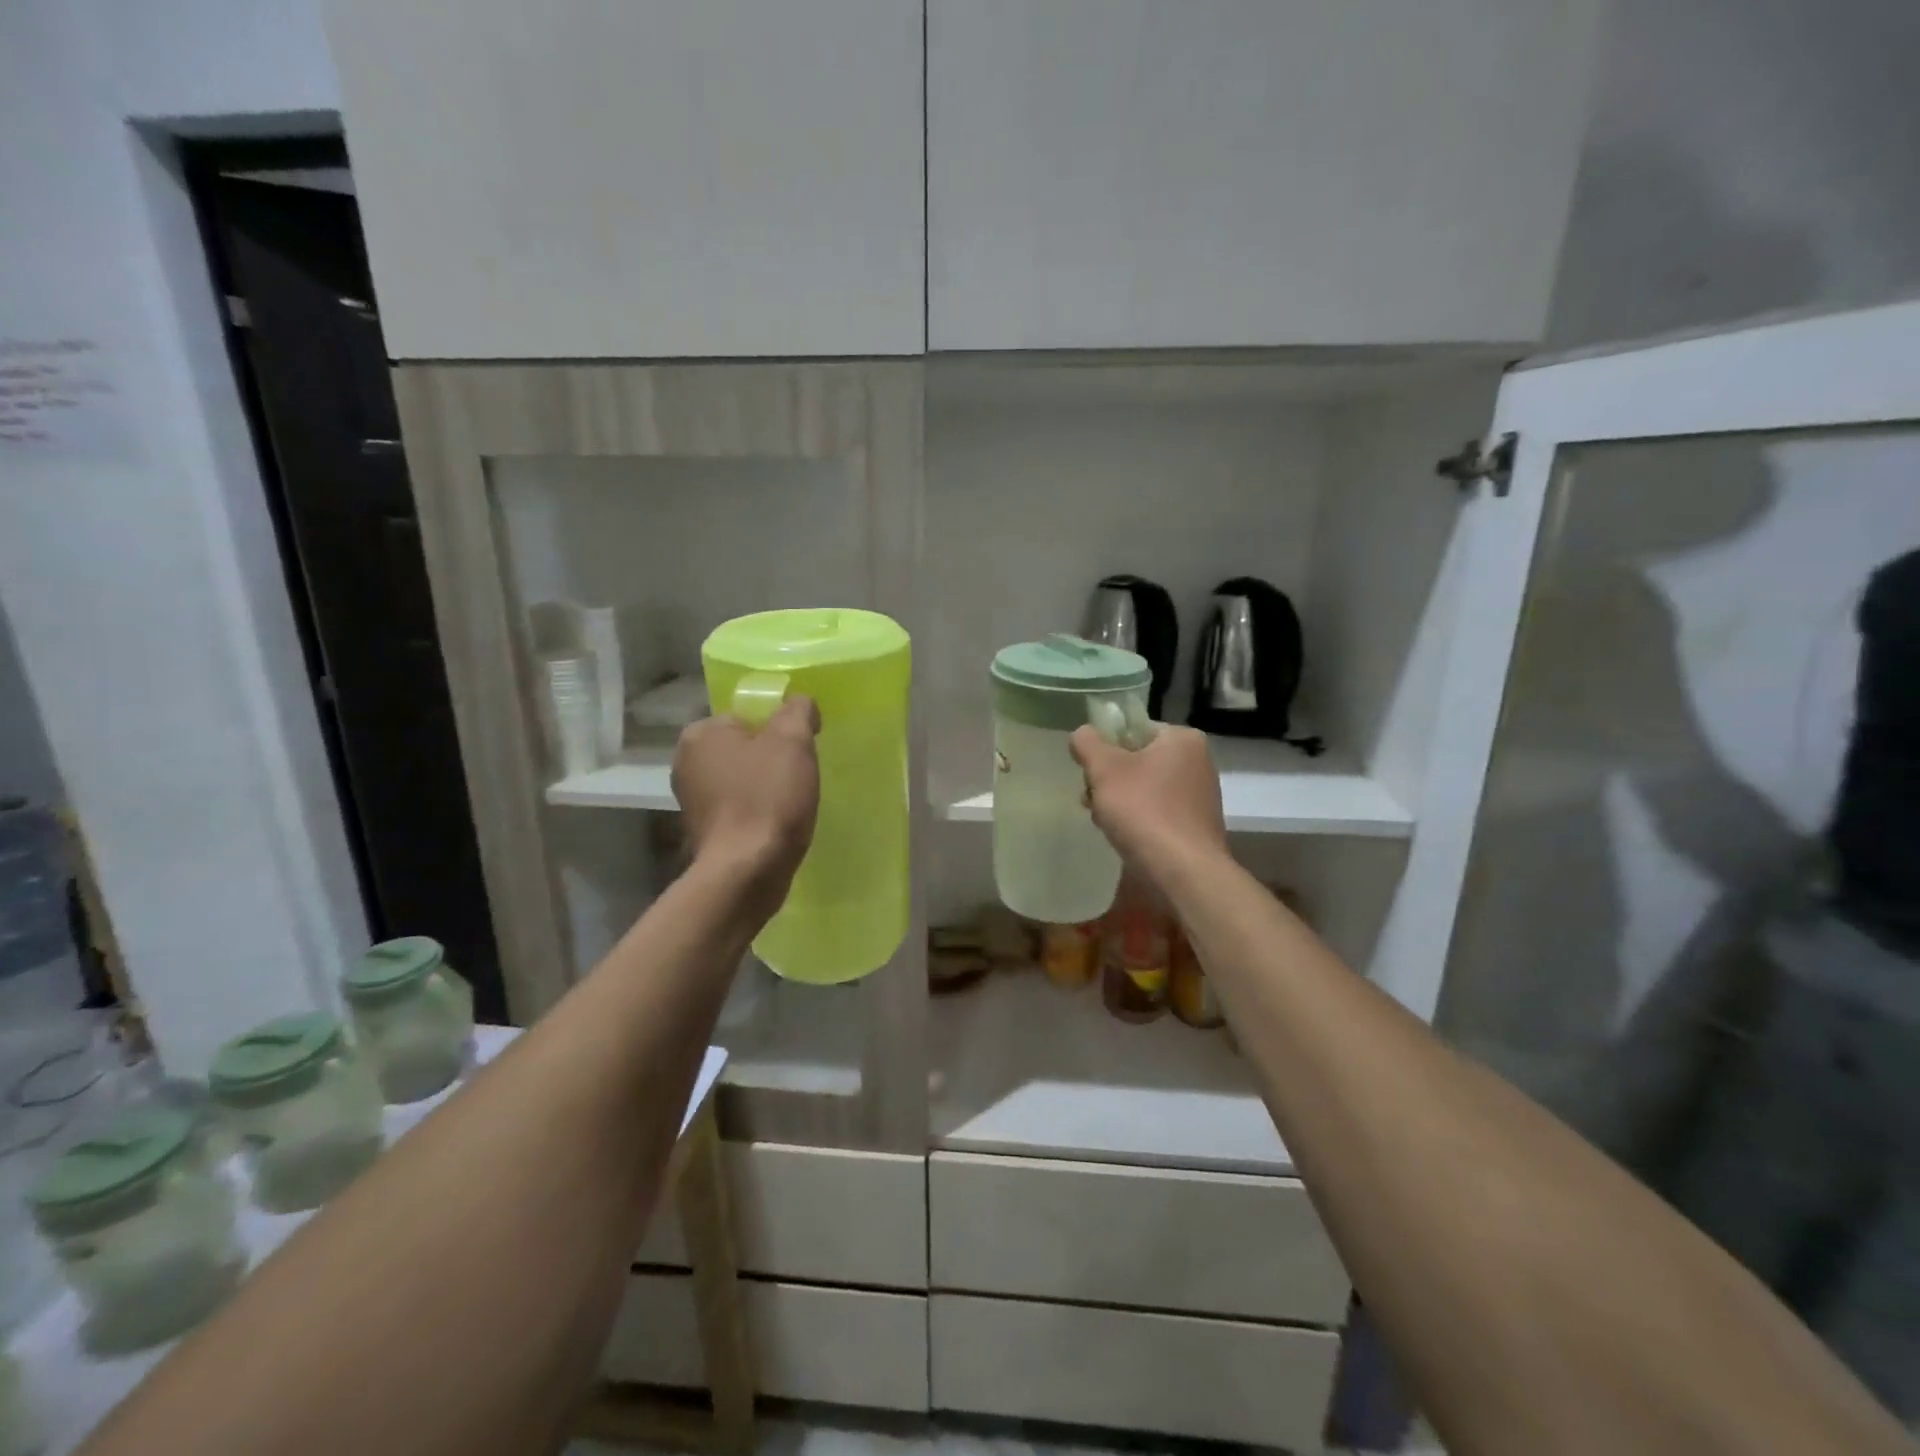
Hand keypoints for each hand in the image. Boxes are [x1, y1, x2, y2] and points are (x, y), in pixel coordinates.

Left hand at [673, 696, 821, 912]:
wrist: (748, 870)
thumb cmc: (768, 797)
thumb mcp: (792, 740)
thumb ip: (797, 710)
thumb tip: (800, 703)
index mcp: (701, 733)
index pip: (747, 715)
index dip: (779, 728)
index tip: (801, 748)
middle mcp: (686, 762)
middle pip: (745, 747)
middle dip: (772, 758)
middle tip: (799, 774)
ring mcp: (692, 800)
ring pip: (742, 779)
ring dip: (766, 787)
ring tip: (791, 802)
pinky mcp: (705, 831)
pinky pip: (739, 807)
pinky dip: (758, 811)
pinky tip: (777, 824)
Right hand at [1070, 724, 1227, 883]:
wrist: (1183, 872)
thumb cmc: (1143, 810)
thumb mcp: (1104, 769)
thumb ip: (1087, 743)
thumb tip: (1082, 734)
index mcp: (1182, 739)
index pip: (1133, 729)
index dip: (1105, 747)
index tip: (1090, 771)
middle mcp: (1198, 762)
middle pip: (1138, 759)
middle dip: (1110, 779)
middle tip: (1092, 799)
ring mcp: (1200, 796)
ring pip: (1145, 788)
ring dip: (1119, 801)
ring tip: (1104, 822)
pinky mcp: (1196, 825)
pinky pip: (1158, 812)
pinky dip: (1139, 820)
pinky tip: (1124, 837)